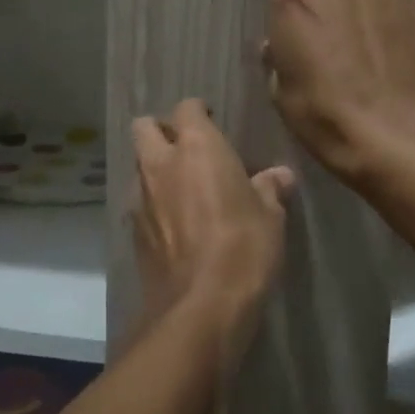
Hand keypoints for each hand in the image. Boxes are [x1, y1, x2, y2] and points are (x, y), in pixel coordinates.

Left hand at [130, 99, 293, 354]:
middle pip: (144, 127)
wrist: (201, 306)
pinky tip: (174, 224)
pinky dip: (153, 203)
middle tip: (187, 148)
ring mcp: (141, 197)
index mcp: (197, 148)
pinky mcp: (134, 230)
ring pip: (139, 165)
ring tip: (181, 188)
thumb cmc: (244, 248)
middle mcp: (161, 164)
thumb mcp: (270, 217)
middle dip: (161, 130)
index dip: (197, 111)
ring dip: (155, 168)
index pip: (186, 108)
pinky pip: (140, 203)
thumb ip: (270, 188)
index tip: (211, 119)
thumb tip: (281, 175)